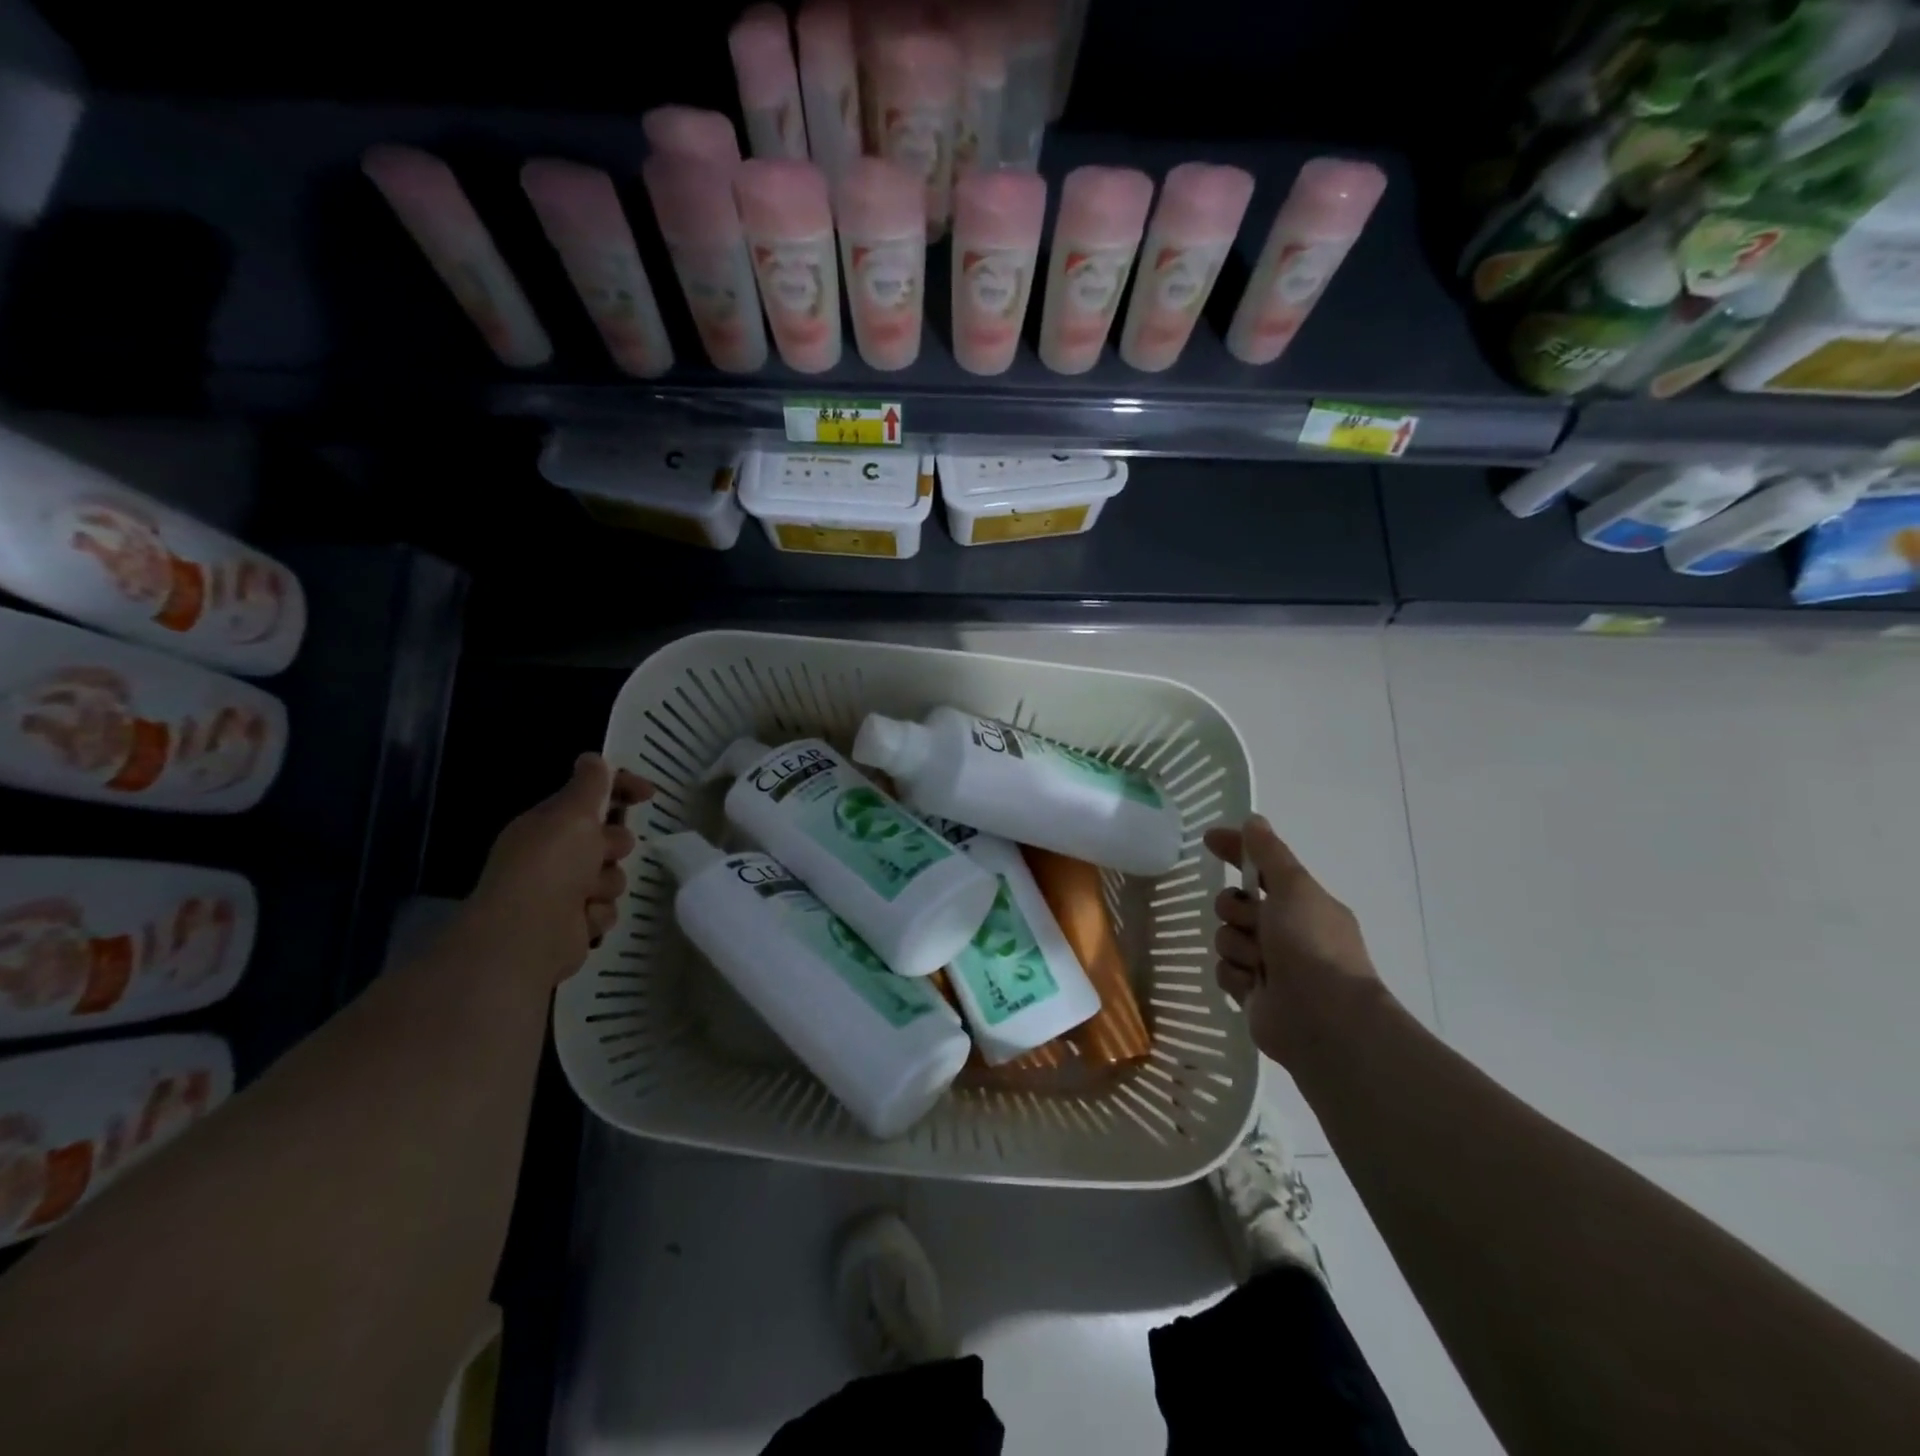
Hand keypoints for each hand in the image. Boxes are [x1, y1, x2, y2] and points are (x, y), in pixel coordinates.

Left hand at [468, 754, 652, 985]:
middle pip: (611, 838)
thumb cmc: (549, 867)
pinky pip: (607, 908)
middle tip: (602, 854)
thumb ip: (589, 785)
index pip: (592, 796)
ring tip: (586, 895)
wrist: (527, 937)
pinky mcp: (575, 923)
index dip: (621, 789)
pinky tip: (582, 920)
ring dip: (605, 884)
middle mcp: (556, 854)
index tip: (649, 793)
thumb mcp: (572, 814)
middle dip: (613, 846)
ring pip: (613, 876)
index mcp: (550, 824)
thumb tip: (593, 757)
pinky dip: (598, 914)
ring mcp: (565, 890)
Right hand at [1205, 815, 1385, 1068]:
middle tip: (1255, 924)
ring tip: (1260, 965)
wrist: (1325, 1020)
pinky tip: (1254, 987)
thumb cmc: (1312, 945)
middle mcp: (1285, 931)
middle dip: (1236, 911)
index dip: (1235, 852)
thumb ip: (1269, 853)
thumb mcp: (1293, 888)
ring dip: (1238, 948)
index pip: (1259, 868)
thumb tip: (1253, 819)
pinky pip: (1225, 972)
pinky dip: (1237, 977)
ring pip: (1226, 938)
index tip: (1209, 839)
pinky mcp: (1253, 995)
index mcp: (1301, 904)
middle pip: (1234, 905)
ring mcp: (1269, 965)